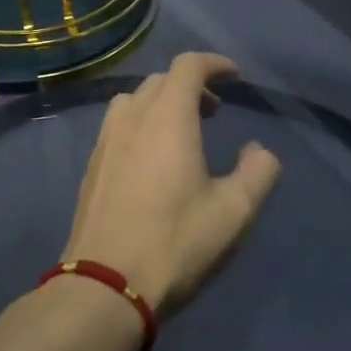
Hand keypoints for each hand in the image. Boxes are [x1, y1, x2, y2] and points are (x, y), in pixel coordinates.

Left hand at [62, 53, 282, 317]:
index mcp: (168, 117)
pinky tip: (151, 160)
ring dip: (161, 103)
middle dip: (191, 85)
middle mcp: (133, 117)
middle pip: (161, 80)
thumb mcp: (234, 212)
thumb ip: (258, 172)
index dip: (214, 64)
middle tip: (214, 110)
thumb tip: (258, 150)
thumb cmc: (175, 243)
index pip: (188, 66)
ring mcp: (106, 141)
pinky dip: (140, 124)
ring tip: (181, 131)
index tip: (234, 76)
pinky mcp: (92, 167)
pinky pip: (118, 126)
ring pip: (135, 100)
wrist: (104, 287)